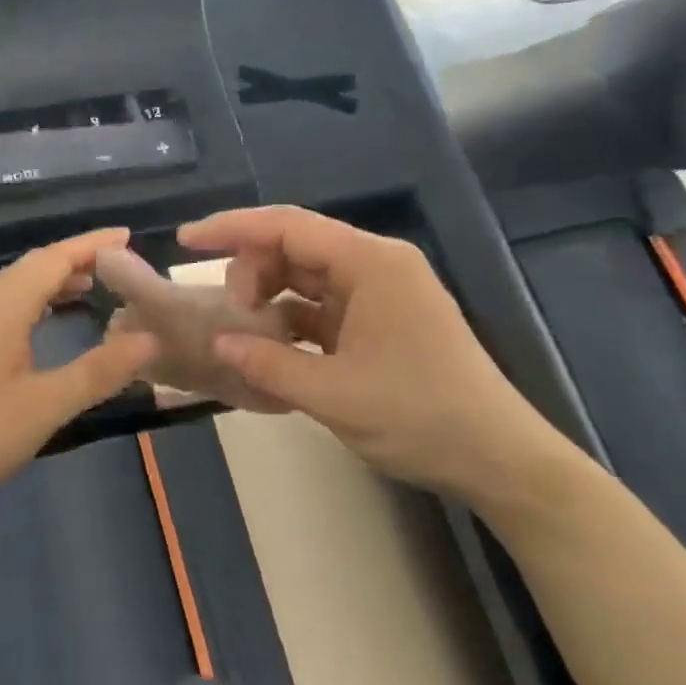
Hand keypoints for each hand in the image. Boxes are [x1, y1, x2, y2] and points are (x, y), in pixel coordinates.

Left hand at [0, 229, 157, 503]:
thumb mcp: (46, 406)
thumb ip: (98, 371)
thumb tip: (150, 338)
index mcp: (4, 308)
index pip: (53, 259)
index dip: (91, 245)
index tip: (128, 236)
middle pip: (34, 265)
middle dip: (76, 257)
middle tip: (120, 262)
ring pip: (17, 284)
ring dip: (55, 277)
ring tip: (93, 285)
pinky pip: (7, 302)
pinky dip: (37, 297)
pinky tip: (48, 317)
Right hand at [178, 206, 585, 508]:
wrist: (499, 459)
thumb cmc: (422, 417)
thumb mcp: (334, 395)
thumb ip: (268, 364)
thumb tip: (218, 341)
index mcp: (372, 264)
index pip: (288, 226)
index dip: (232, 228)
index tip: (186, 240)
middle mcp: (376, 266)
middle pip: (296, 246)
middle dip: (252, 271)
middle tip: (230, 315)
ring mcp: (381, 295)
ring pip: (307, 277)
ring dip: (270, 297)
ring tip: (246, 333)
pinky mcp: (381, 323)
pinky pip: (323, 307)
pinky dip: (292, 321)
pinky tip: (270, 347)